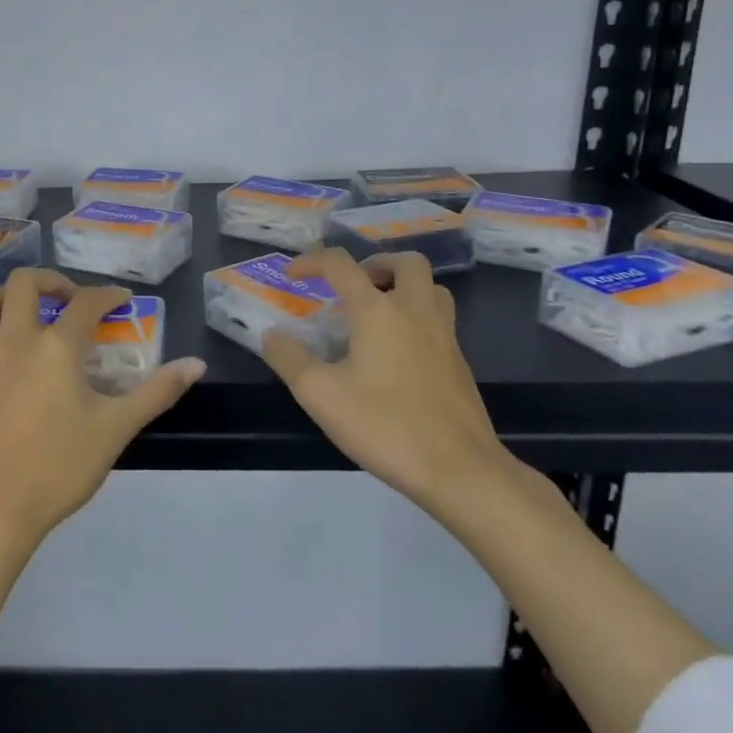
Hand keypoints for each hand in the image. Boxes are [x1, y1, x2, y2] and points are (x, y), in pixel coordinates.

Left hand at [0, 268, 206, 553]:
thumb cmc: (58, 469)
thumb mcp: (116, 429)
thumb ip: (157, 392)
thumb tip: (197, 364)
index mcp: (56, 348)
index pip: (87, 303)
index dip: (107, 295)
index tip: (120, 300)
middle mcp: (13, 340)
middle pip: (23, 284)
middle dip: (48, 281)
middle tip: (64, 297)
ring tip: (9, 312)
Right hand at [261, 248, 510, 517]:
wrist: (460, 470)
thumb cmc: (384, 425)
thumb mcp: (319, 394)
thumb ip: (289, 358)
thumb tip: (272, 335)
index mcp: (378, 311)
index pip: (340, 264)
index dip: (310, 262)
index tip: (290, 277)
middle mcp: (415, 312)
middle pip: (405, 262)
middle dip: (374, 263)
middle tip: (351, 286)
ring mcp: (444, 336)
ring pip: (430, 288)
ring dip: (402, 286)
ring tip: (376, 313)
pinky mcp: (459, 363)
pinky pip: (438, 320)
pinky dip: (415, 318)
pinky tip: (395, 353)